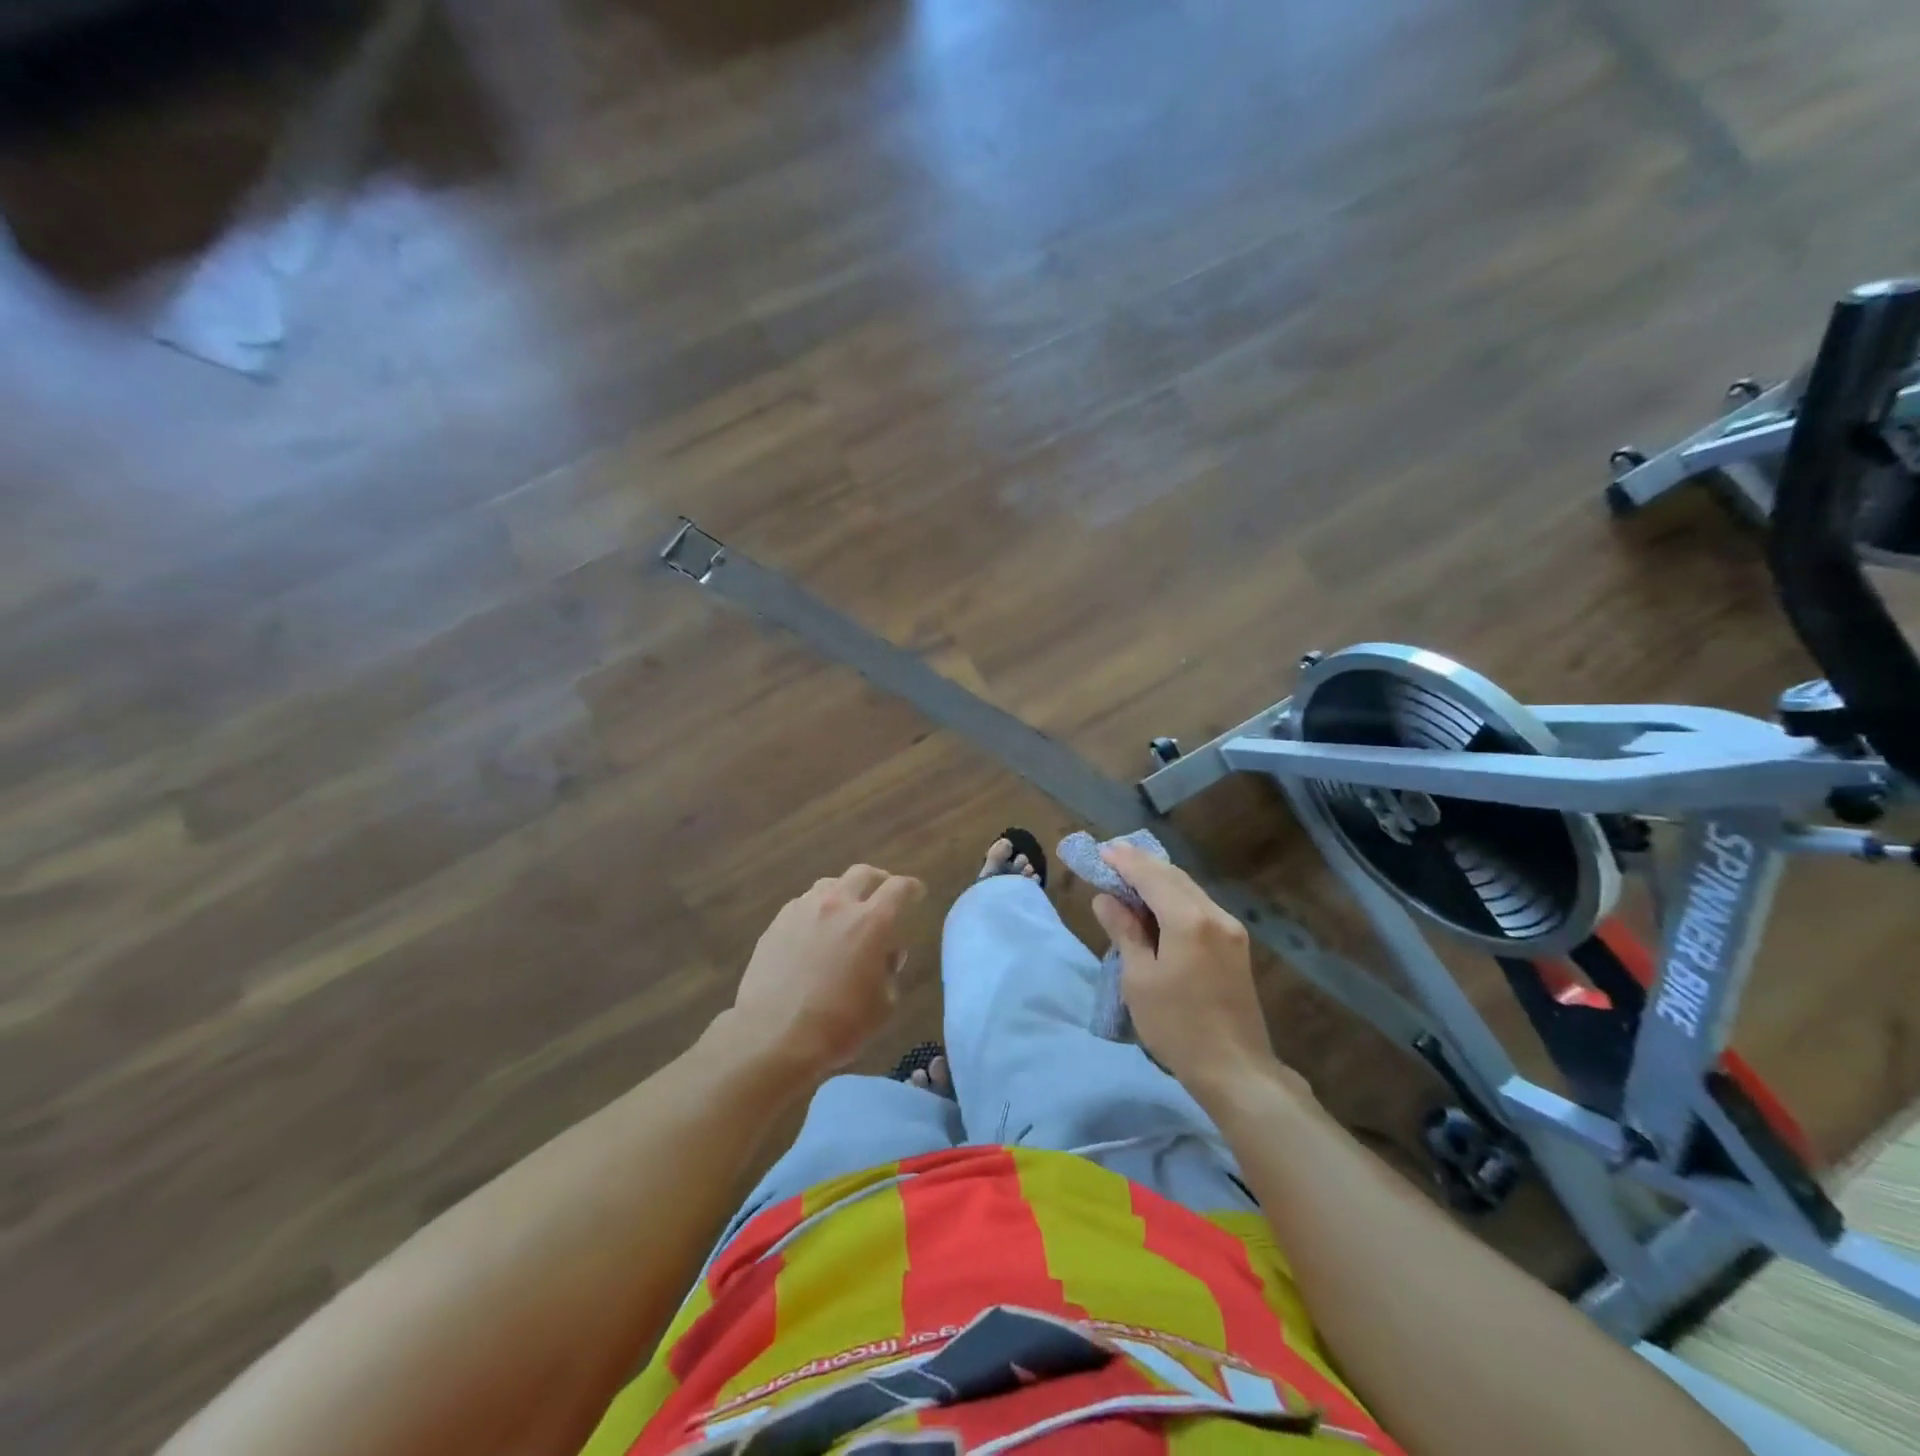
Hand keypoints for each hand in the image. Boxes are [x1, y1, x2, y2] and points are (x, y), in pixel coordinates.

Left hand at [728, 864, 925, 1076]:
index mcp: (871, 922)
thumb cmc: (838, 1025)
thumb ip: (890, 971)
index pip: (899, 888)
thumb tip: (887, 955)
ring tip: (846, 912)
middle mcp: (838, 905)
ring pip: (829, 884)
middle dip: (879, 880)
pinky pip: (803, 904)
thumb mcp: (883, 1005)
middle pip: (862, 873)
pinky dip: (817, 910)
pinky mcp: (776, 923)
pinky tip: (814, 932)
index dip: (912, 888)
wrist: (772, 1036)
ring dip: (844, 892)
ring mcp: (803, 910)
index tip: (917, 893)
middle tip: (884, 894)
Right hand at [1090, 845, 1277, 1094]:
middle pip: (1174, 877)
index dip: (1125, 861)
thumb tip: (1106, 899)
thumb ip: (1125, 932)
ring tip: (1130, 873)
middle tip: (1112, 854)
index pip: (1152, 876)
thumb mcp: (1139, 979)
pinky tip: (1158, 901)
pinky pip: (1199, 906)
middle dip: (1142, 863)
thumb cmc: (1178, 1026)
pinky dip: (1175, 897)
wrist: (1236, 1070)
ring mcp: (1230, 930)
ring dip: (1159, 878)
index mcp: (1189, 921)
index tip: (1101, 850)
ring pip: (1189, 889)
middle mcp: (1215, 915)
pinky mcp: (1235, 945)